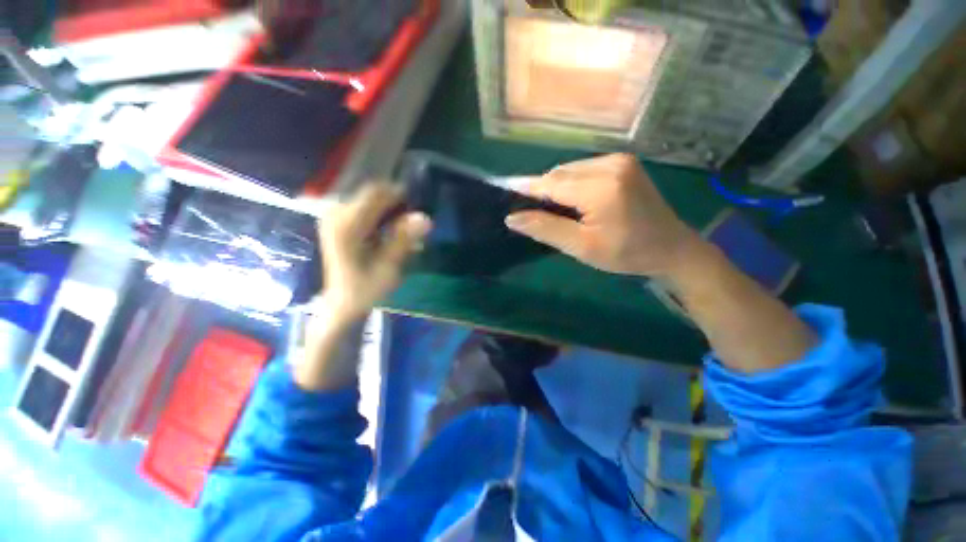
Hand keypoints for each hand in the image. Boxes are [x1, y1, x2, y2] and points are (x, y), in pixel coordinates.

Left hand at [316, 183, 430, 324]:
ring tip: (404, 228)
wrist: (343, 302)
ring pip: (369, 199)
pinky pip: (364, 208)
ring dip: (390, 209)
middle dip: (396, 203)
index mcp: (347, 226)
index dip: (399, 194)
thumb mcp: (388, 266)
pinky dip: (381, 215)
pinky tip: (390, 230)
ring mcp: (335, 217)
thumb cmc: (366, 288)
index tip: (419, 205)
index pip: (375, 194)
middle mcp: (336, 215)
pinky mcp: (338, 221)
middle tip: (413, 221)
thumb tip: (425, 217)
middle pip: (372, 194)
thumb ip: (404, 239)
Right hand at [505, 153, 703, 276]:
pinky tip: (572, 200)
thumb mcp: (581, 247)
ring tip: (550, 208)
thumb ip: (545, 229)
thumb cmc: (625, 253)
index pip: (552, 183)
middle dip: (542, 190)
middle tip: (528, 209)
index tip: (504, 189)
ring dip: (556, 187)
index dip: (526, 187)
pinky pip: (583, 169)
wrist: (670, 248)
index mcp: (601, 187)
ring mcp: (619, 160)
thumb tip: (512, 218)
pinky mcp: (623, 163)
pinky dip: (571, 183)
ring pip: (570, 170)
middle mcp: (610, 164)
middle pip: (560, 174)